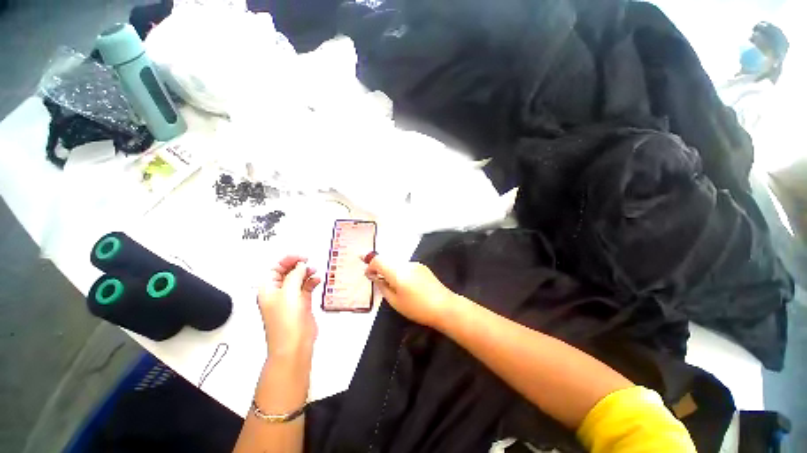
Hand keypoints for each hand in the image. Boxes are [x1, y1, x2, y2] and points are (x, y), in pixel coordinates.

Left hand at [258, 256, 321, 357]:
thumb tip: (301, 265)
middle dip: (298, 266)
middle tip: (308, 262)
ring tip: (314, 271)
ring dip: (307, 273)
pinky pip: (307, 288)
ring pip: (299, 279)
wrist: (294, 344)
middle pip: (288, 273)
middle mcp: (278, 293)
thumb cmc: (285, 320)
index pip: (275, 269)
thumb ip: (295, 275)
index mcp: (268, 289)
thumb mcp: (288, 292)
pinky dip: (312, 282)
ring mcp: (291, 298)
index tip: (301, 257)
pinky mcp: (302, 304)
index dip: (287, 260)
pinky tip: (317, 280)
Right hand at [364, 253, 454, 328]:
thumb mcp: (395, 302)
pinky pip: (406, 267)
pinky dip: (400, 272)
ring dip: (391, 271)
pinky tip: (406, 285)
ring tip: (393, 286)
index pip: (378, 260)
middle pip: (388, 260)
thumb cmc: (417, 308)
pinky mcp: (423, 267)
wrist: (445, 306)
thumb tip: (375, 277)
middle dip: (380, 268)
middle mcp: (406, 264)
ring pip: (397, 264)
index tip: (368, 275)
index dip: (370, 265)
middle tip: (377, 281)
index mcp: (398, 271)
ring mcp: (416, 264)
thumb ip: (383, 287)